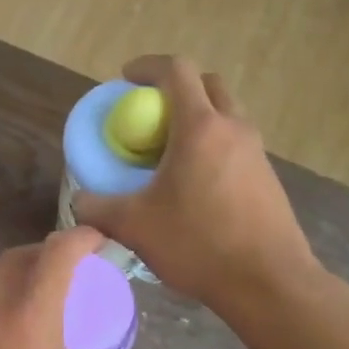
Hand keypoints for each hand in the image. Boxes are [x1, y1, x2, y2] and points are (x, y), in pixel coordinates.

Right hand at [73, 56, 317, 315]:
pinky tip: (194, 183)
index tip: (126, 78)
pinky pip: (236, 143)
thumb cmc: (198, 244)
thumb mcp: (134, 226)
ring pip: (226, 113)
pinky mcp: (268, 178)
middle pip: (207, 84)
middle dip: (176, 87)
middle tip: (149, 113)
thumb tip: (80, 201)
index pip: (176, 71)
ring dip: (197, 117)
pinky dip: (212, 145)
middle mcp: (233, 128)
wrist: (268, 282)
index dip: (147, 66)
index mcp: (200, 127)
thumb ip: (97, 208)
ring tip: (169, 151)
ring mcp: (257, 152)